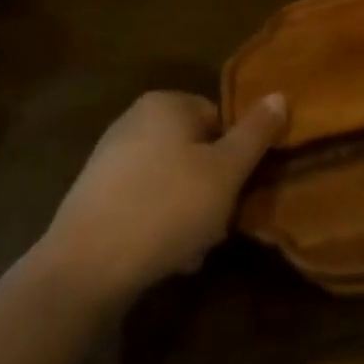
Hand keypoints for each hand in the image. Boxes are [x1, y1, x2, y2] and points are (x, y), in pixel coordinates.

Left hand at [37, 91, 288, 306]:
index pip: (219, 119)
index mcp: (166, 103)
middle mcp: (135, 120)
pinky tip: (165, 258)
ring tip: (191, 251)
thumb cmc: (166, 208)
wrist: (83, 268)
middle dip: (211, 191)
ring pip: (172, 180)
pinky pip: (144, 201)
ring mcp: (110, 158)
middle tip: (216, 227)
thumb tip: (280, 95)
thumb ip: (256, 133)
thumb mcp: (226, 171)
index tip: (237, 193)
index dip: (235, 157)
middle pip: (196, 151)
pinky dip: (159, 223)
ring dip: (189, 213)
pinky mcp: (94, 195)